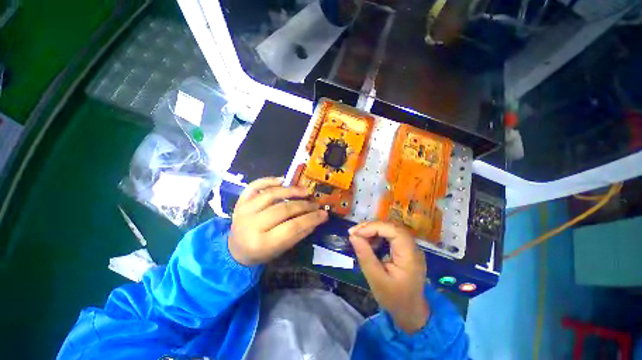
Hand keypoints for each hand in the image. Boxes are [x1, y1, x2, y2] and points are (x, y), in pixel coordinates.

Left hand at [229, 177, 328, 265]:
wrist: (235, 249)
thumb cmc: (260, 252)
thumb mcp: (281, 249)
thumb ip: (299, 234)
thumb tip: (317, 219)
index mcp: (261, 243)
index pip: (292, 227)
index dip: (311, 219)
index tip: (324, 214)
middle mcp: (251, 225)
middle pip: (283, 210)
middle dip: (304, 206)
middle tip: (316, 204)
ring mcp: (244, 210)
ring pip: (271, 194)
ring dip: (291, 191)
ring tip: (306, 191)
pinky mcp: (241, 201)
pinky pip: (255, 186)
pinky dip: (269, 180)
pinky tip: (283, 179)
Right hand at [349, 221, 429, 333]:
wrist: (410, 312)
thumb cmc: (394, 299)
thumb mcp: (376, 280)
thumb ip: (365, 256)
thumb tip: (353, 236)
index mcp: (410, 255)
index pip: (394, 230)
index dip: (373, 227)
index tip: (355, 233)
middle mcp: (413, 247)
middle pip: (392, 227)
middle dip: (371, 227)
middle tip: (354, 232)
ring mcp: (410, 247)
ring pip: (390, 229)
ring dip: (373, 230)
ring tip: (358, 237)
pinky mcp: (404, 248)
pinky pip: (390, 235)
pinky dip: (377, 235)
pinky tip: (368, 242)